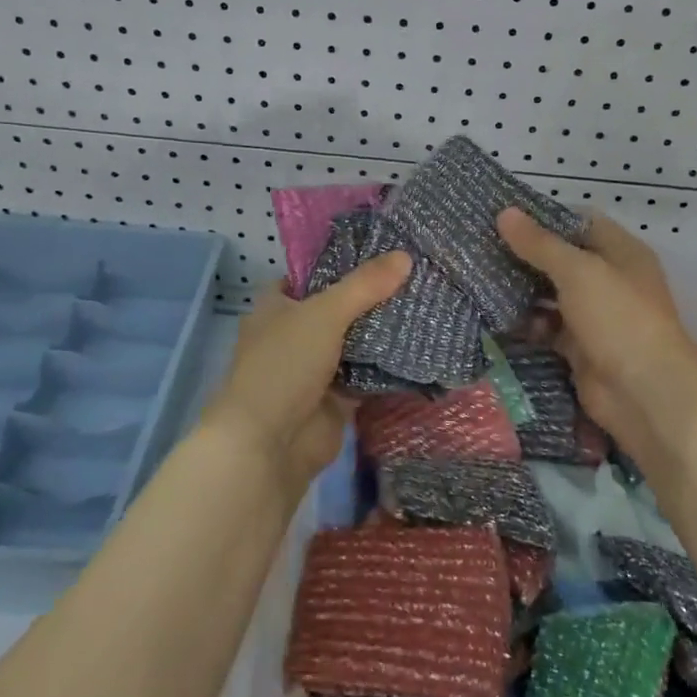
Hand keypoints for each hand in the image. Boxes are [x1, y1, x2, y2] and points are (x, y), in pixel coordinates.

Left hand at [202, 251, 411, 492]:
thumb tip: (405, 256)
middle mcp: (294, 334)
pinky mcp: (336, 399)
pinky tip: (421, 347)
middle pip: (338, 308)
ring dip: (383, 331)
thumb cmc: (284, 365)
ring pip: (355, 342)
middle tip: (416, 275)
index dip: (340, 263)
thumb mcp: (324, 314)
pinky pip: (367, 375)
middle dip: (372, 297)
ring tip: (427, 304)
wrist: (269, 445)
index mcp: (276, 307)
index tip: (381, 250)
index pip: (310, 275)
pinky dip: (388, 366)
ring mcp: (315, 369)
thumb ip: (364, 286)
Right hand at [496, 208, 696, 465]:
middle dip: (527, 255)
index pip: (579, 222)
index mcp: (621, 252)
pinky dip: (528, 323)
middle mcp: (610, 279)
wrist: (645, 394)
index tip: (504, 216)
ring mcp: (596, 316)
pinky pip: (549, 327)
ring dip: (523, 290)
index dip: (544, 218)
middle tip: (483, 247)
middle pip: (563, 259)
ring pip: (552, 294)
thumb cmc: (618, 318)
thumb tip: (504, 212)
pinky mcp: (581, 348)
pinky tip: (498, 317)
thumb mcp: (578, 272)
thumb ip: (539, 244)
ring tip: (481, 279)